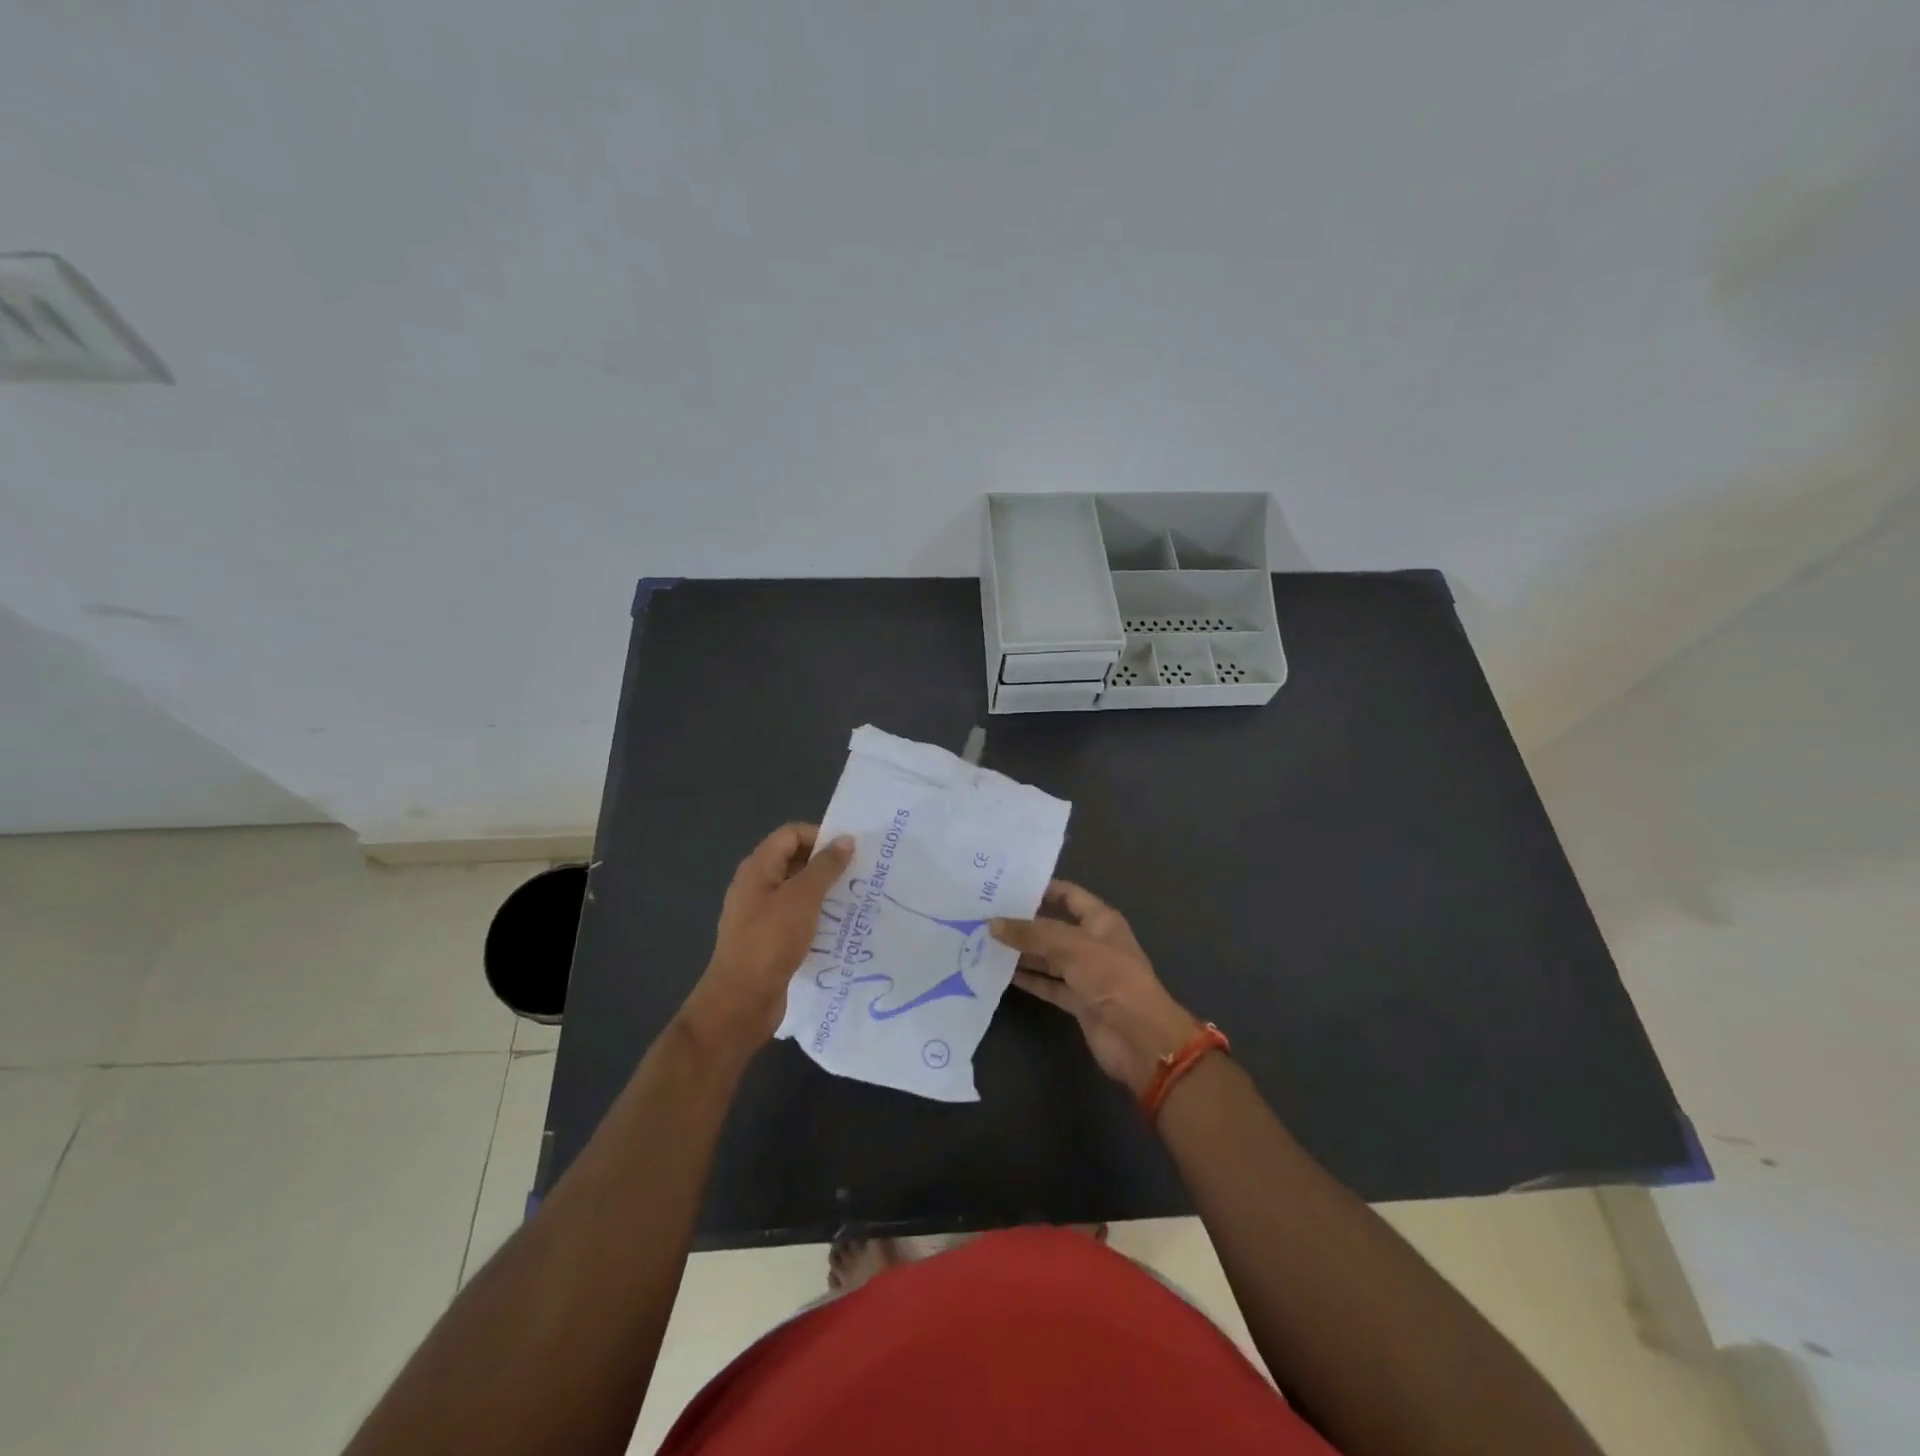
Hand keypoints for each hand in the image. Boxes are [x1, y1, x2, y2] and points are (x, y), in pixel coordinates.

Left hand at [680, 824, 853, 1056]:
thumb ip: (825, 866)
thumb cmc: (770, 941)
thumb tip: (845, 839)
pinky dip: (817, 917)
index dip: (820, 836)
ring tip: (856, 900)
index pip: (791, 834)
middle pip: (794, 861)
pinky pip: (797, 918)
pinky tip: (839, 928)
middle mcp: (756, 885)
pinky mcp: (769, 940)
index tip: (851, 851)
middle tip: (860, 874)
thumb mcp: (803, 898)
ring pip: (798, 891)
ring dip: (825, 893)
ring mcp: (761, 914)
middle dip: (827, 865)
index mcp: (758, 868)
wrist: (741, 1001)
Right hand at [991, 881, 1202, 1096]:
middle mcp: (1092, 943)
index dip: (1041, 889)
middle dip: (1024, 922)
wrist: (1138, 1037)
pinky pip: (1048, 984)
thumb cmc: (1110, 977)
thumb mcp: (1070, 946)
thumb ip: (1030, 934)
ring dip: (1021, 952)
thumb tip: (992, 923)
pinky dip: (1028, 979)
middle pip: (1053, 927)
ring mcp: (1085, 974)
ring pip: (1047, 957)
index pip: (1068, 895)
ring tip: (985, 942)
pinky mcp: (1077, 1001)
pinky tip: (1000, 973)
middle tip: (986, 914)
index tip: (1006, 887)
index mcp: (1100, 920)